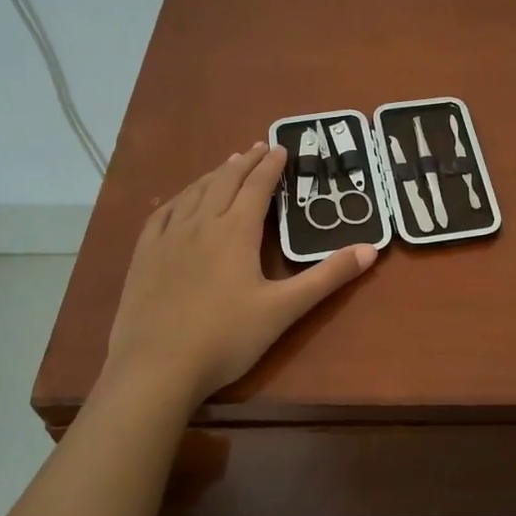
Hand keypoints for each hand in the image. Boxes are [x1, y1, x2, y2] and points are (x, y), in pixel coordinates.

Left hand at [100, 142, 376, 402]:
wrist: (156, 368)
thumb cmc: (226, 338)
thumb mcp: (284, 309)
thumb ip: (327, 277)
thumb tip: (371, 249)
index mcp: (235, 232)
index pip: (257, 187)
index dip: (271, 166)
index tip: (281, 148)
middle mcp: (201, 224)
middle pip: (225, 181)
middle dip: (245, 162)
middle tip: (259, 146)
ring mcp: (167, 239)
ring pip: (194, 193)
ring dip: (215, 174)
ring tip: (228, 163)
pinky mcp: (144, 256)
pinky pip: (162, 213)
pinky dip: (179, 197)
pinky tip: (181, 199)